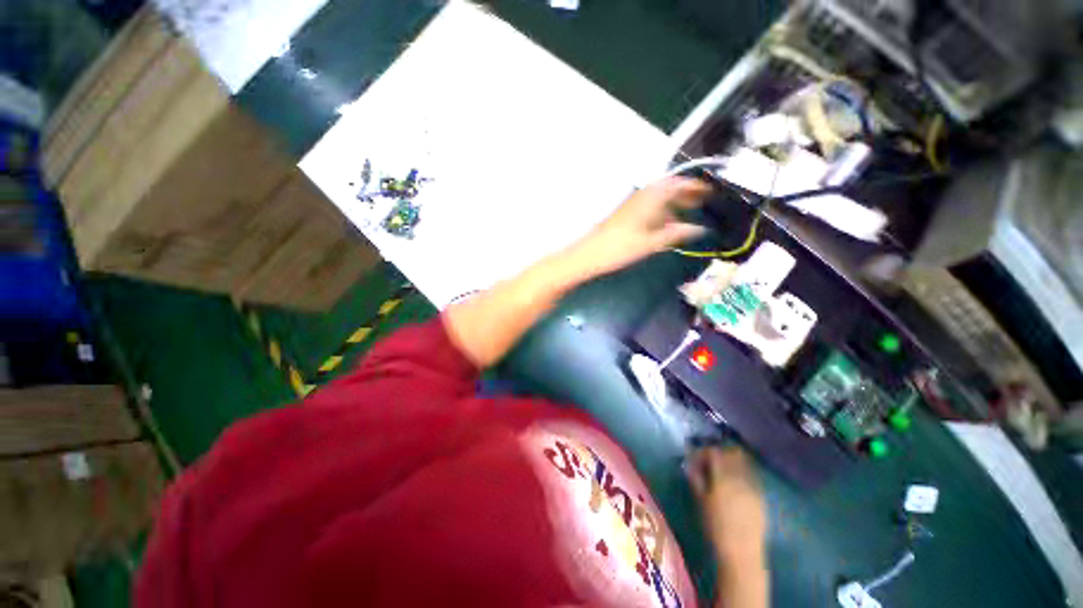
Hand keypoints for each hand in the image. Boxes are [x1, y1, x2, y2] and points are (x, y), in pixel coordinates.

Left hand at [565, 177, 710, 278]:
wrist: (591, 252)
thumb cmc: (622, 247)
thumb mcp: (653, 242)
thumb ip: (677, 234)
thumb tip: (700, 229)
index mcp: (652, 197)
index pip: (679, 184)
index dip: (696, 186)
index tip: (710, 191)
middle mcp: (643, 195)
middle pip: (669, 188)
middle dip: (686, 193)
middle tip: (702, 201)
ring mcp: (633, 203)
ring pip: (659, 197)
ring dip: (674, 201)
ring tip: (689, 211)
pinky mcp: (627, 212)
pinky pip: (650, 205)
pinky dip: (662, 210)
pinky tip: (666, 223)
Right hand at [689, 447, 766, 562]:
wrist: (742, 553)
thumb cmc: (716, 528)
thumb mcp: (700, 502)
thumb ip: (695, 479)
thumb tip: (689, 464)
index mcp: (723, 478)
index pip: (714, 452)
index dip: (703, 452)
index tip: (695, 458)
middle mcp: (740, 477)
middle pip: (733, 453)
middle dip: (720, 453)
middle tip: (709, 461)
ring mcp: (754, 486)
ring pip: (745, 463)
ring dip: (732, 461)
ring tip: (722, 471)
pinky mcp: (761, 496)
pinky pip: (752, 475)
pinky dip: (742, 473)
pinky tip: (734, 483)